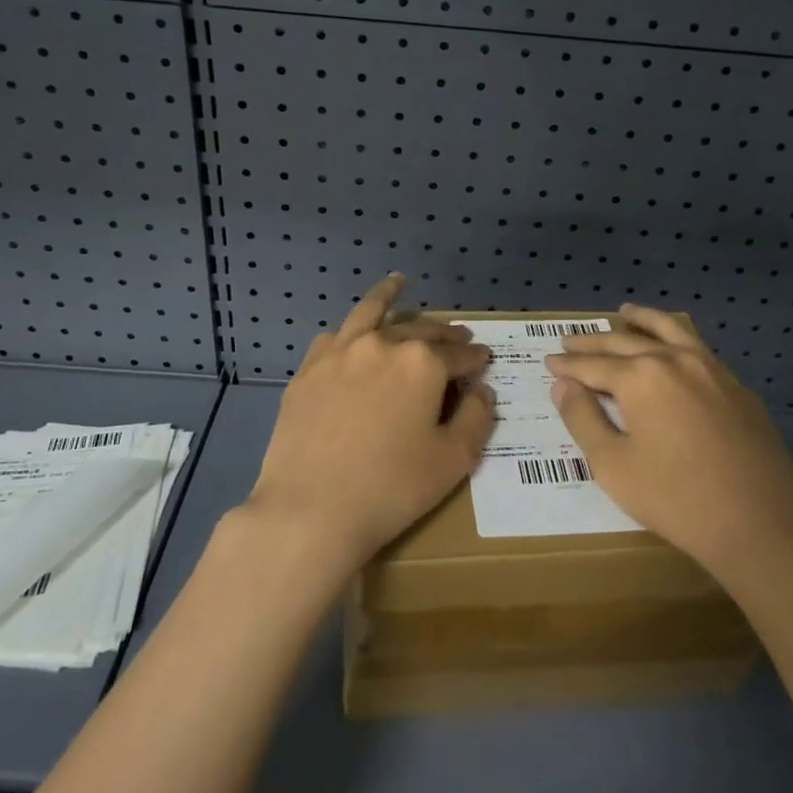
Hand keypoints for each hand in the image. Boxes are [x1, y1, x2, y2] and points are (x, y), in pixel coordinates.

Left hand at [244, 274, 494, 574]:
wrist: (310, 509)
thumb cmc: (391, 488)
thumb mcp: (453, 460)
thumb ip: (477, 418)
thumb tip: (482, 390)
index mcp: (422, 362)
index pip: (458, 354)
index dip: (475, 358)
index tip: (484, 361)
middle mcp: (382, 344)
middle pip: (420, 329)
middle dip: (444, 333)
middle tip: (457, 337)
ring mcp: (340, 352)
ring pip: (371, 313)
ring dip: (390, 297)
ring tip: (399, 284)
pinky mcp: (309, 369)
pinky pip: (335, 336)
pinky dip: (351, 329)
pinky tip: (353, 334)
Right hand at [546, 304, 792, 583]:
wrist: (762, 525)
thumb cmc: (677, 499)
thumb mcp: (613, 465)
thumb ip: (582, 418)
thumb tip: (563, 385)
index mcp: (640, 377)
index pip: (592, 365)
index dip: (567, 365)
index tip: (548, 361)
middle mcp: (675, 360)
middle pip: (625, 343)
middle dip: (593, 343)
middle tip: (569, 340)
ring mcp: (712, 369)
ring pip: (669, 331)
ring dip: (641, 320)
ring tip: (624, 312)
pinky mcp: (737, 387)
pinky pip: (697, 349)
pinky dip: (675, 338)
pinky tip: (672, 347)